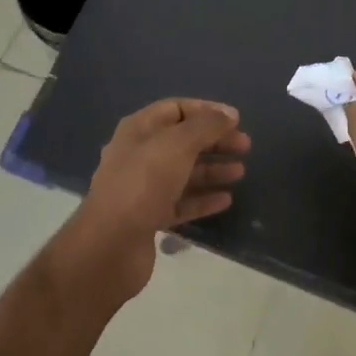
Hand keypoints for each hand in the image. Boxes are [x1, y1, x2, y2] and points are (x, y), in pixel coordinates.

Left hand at [60, 98, 249, 302]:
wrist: (109, 246)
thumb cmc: (143, 183)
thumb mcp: (178, 144)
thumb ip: (206, 125)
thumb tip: (229, 114)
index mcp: (139, 130)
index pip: (177, 109)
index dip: (207, 111)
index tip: (236, 120)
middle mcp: (139, 154)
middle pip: (183, 141)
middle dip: (214, 141)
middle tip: (246, 147)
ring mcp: (143, 188)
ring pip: (184, 172)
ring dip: (212, 170)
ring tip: (240, 173)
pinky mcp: (148, 218)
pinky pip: (181, 202)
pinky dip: (203, 199)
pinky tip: (226, 201)